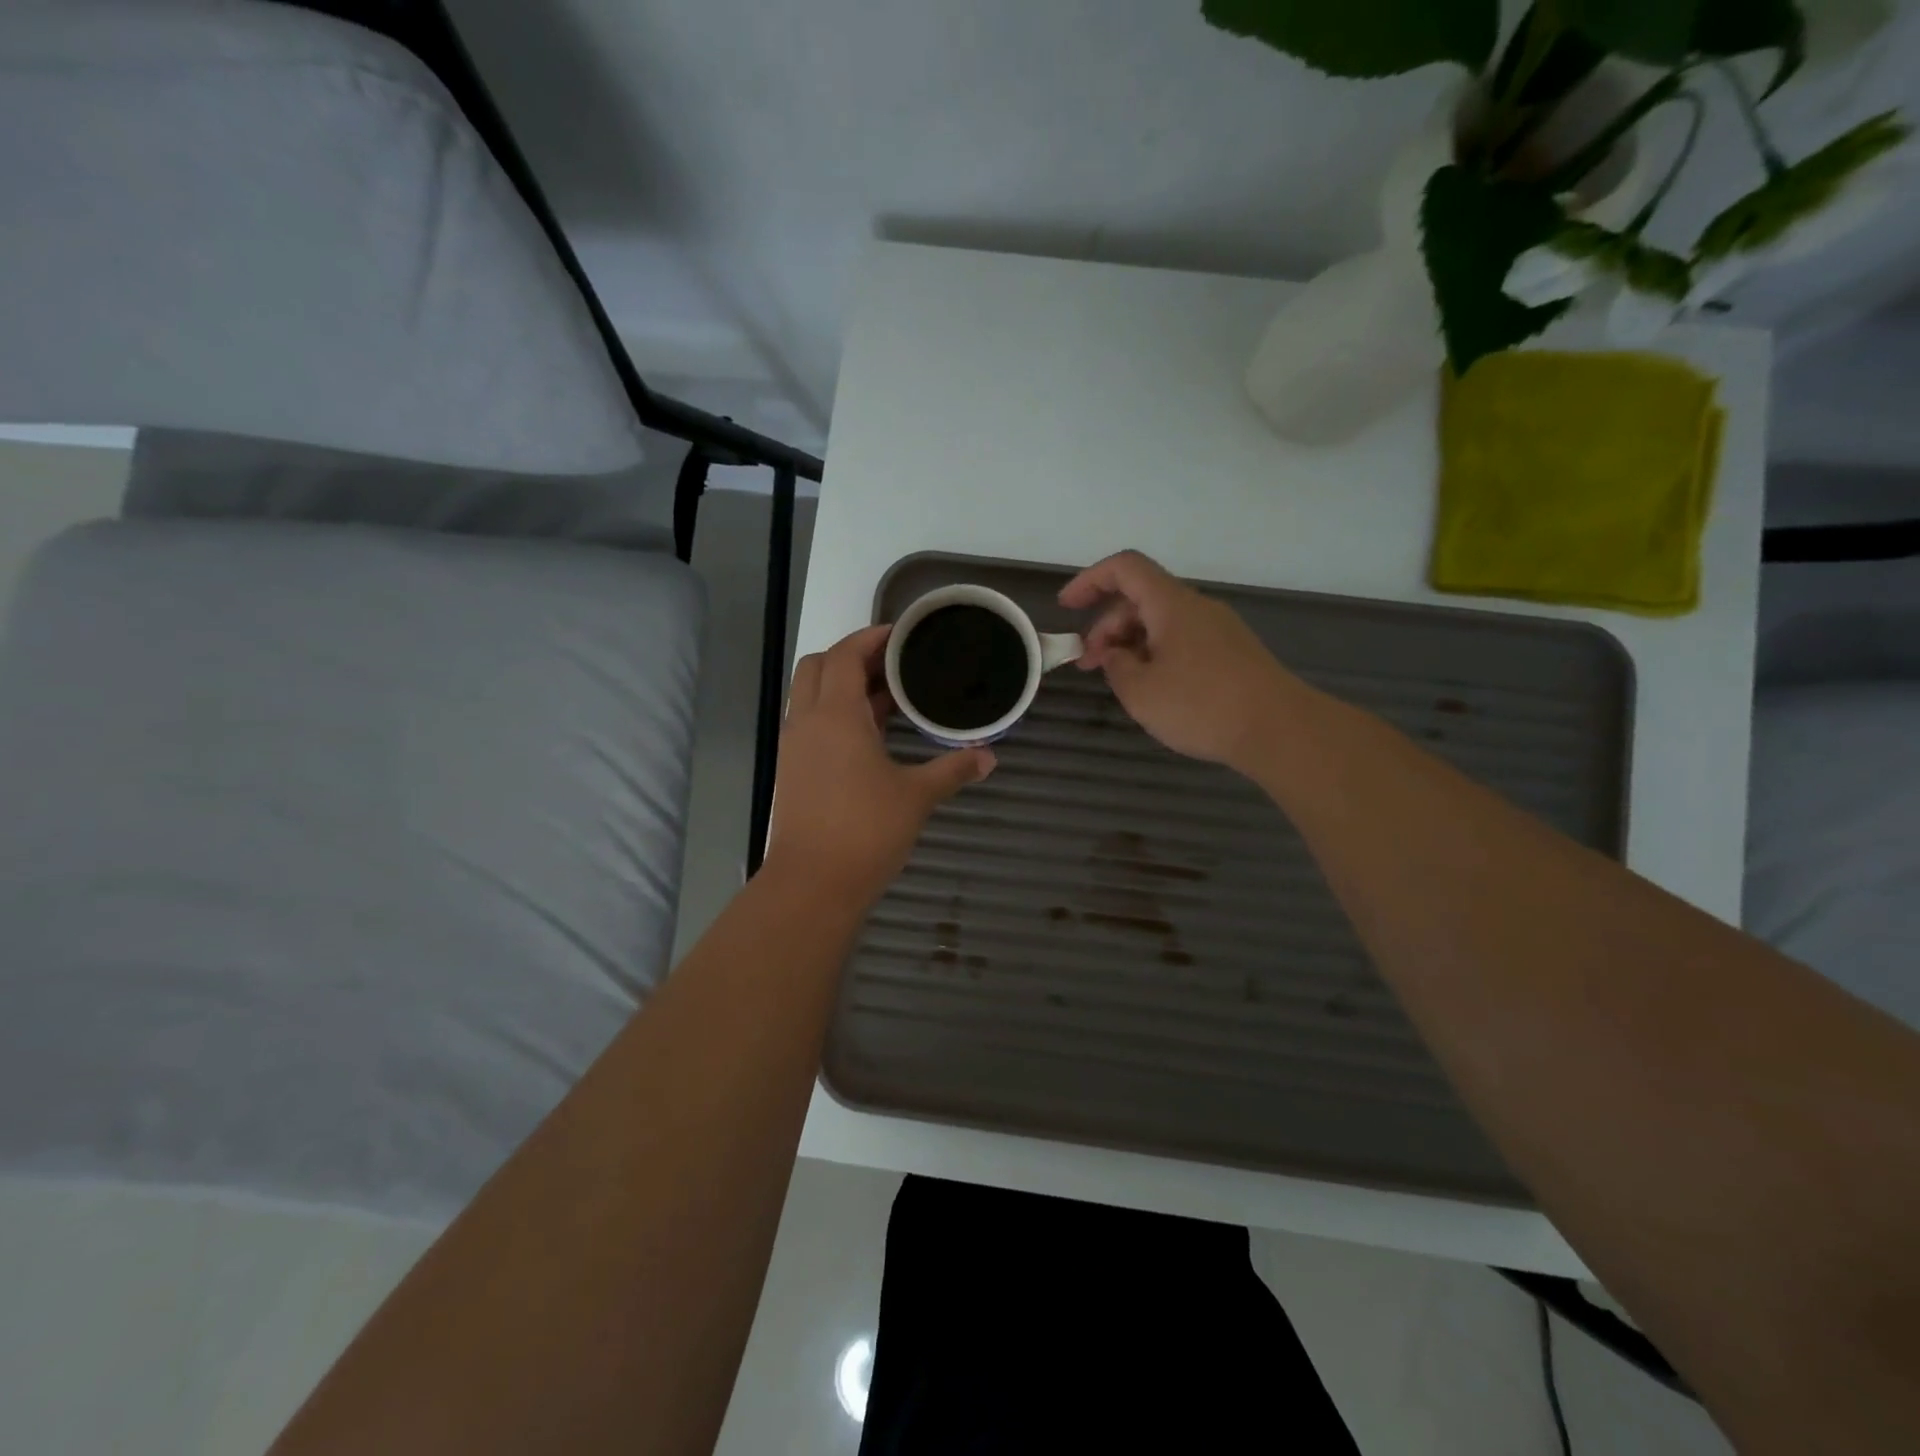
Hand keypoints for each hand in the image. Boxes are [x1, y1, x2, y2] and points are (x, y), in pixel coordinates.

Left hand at [764, 625, 994, 900]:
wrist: (813, 883)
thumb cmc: (866, 830)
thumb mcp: (917, 796)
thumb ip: (953, 770)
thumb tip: (989, 758)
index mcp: (836, 715)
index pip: (845, 655)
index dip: (871, 638)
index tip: (901, 635)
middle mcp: (807, 721)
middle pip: (817, 666)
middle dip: (851, 656)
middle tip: (892, 665)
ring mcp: (794, 747)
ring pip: (810, 695)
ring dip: (842, 686)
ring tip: (887, 697)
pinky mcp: (792, 770)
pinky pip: (810, 723)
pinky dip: (834, 713)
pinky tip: (868, 735)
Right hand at [1060, 550, 1296, 770]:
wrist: (1279, 729)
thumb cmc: (1202, 706)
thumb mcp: (1141, 691)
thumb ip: (1116, 666)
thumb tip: (1116, 655)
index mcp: (1171, 604)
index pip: (1124, 568)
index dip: (1090, 580)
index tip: (1066, 608)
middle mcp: (1196, 607)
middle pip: (1141, 598)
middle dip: (1106, 625)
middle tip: (1088, 664)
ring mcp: (1218, 629)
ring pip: (1161, 621)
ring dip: (1130, 642)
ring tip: (1118, 680)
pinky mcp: (1231, 652)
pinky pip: (1182, 639)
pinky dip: (1155, 653)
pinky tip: (1152, 687)